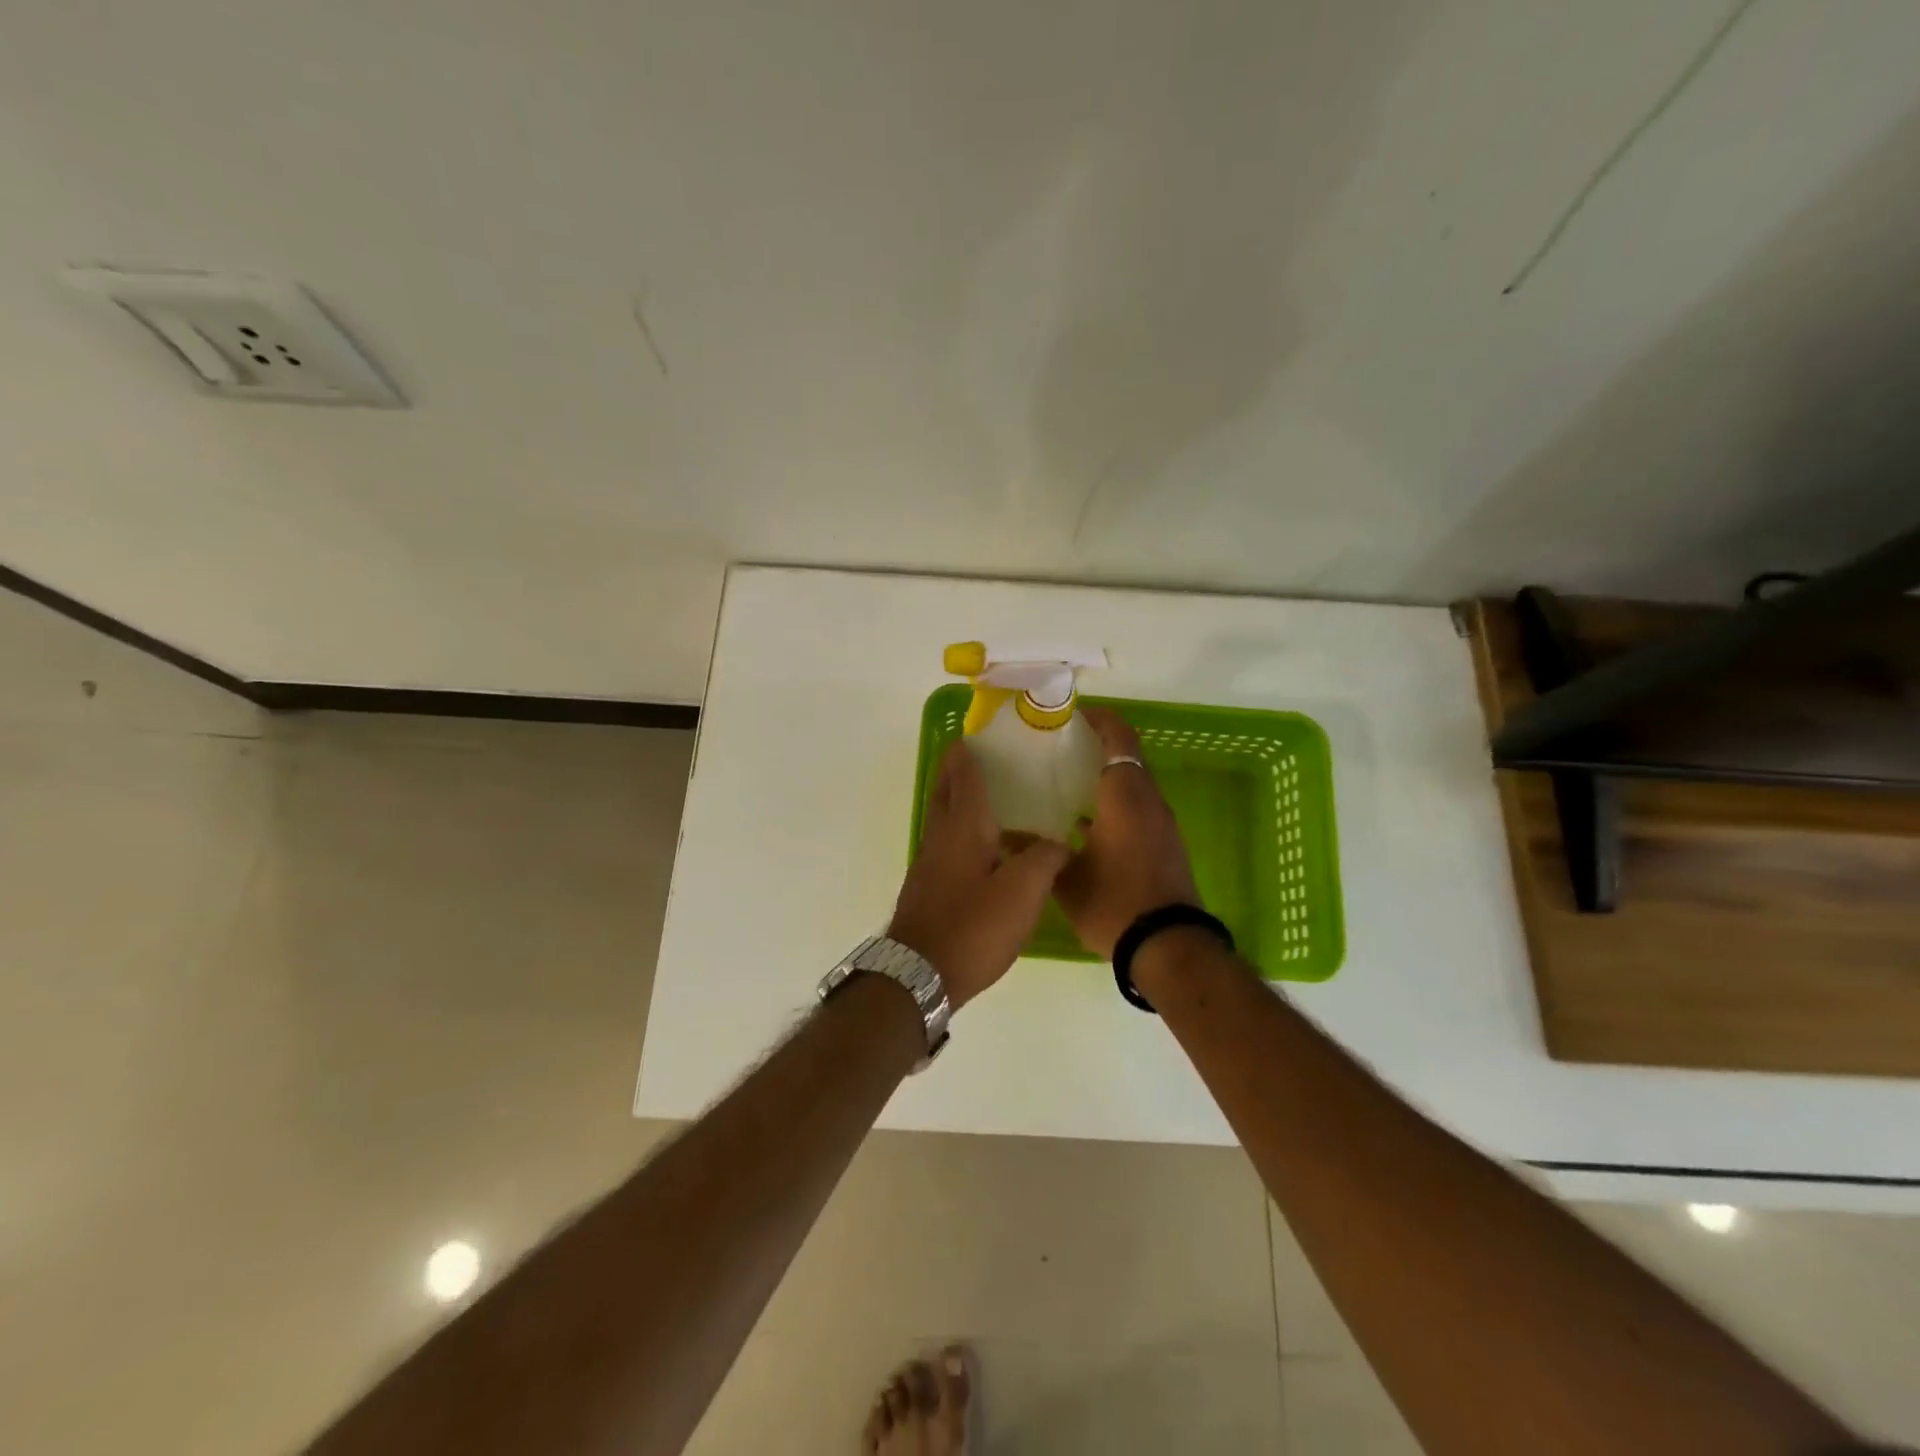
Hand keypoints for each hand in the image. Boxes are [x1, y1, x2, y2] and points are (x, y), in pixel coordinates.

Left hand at [888, 741, 1070, 1009]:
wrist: (920, 974)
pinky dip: (962, 829)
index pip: (963, 774)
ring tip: (992, 797)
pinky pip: (946, 842)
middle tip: (984, 757)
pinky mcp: (929, 885)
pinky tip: (986, 847)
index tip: (978, 732)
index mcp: (963, 826)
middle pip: (946, 790)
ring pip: (943, 816)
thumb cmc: (973, 926)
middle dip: (959, 769)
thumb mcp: (1023, 891)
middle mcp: (941, 835)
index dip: (969, 750)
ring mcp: (930, 861)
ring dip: (959, 799)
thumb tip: (1057, 842)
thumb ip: (1045, 859)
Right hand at [1053, 707, 1201, 957]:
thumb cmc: (1115, 902)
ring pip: (1132, 786)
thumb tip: (1008, 836)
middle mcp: (1148, 801)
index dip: (1099, 720)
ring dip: (1104, 780)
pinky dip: (1113, 806)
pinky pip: (1137, 810)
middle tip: (1057, 752)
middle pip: (1126, 759)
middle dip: (1095, 749)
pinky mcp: (1164, 845)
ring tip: (1064, 786)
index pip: (1119, 738)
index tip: (1073, 716)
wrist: (1167, 946)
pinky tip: (1082, 825)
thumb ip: (1038, 851)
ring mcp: (1161, 824)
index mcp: (1125, 796)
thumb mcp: (1067, 878)